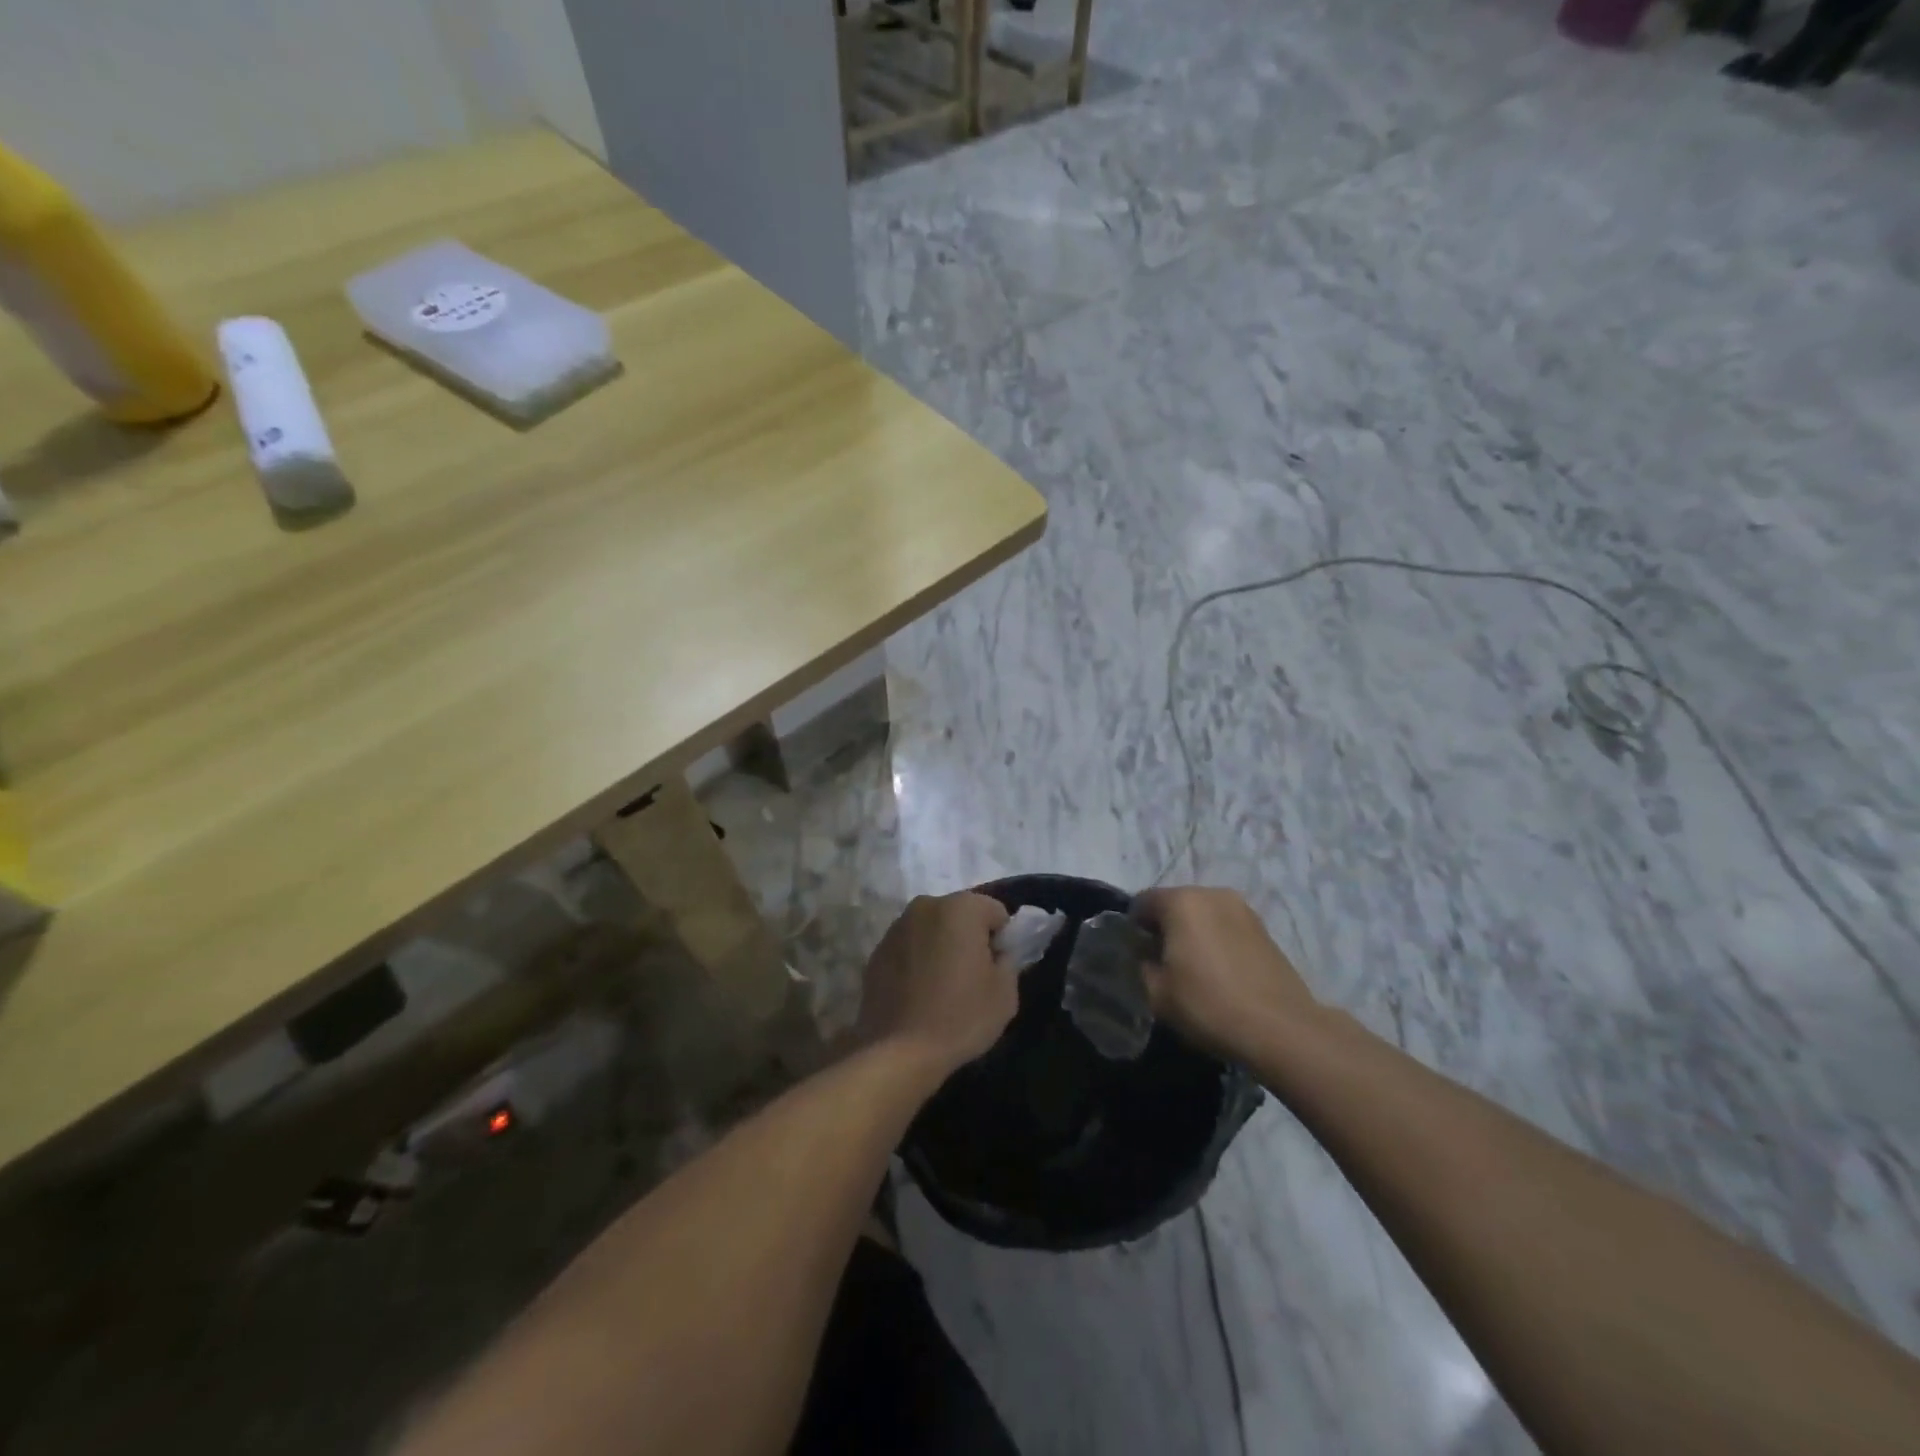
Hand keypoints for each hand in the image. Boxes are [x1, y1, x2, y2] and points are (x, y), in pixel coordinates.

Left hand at [858, 892, 1015, 1073]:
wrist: (899, 1052)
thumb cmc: (961, 1017)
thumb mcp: (1005, 993)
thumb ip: (1009, 960)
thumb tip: (998, 953)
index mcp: (961, 908)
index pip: (995, 912)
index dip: (1002, 939)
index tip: (996, 969)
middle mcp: (926, 906)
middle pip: (960, 915)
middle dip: (969, 938)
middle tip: (972, 977)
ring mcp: (896, 927)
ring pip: (932, 929)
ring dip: (941, 947)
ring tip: (942, 987)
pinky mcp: (877, 951)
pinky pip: (909, 948)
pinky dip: (917, 960)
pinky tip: (919, 993)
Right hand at [1132, 886, 1319, 1061]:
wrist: (1282, 1029)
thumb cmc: (1209, 1005)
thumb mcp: (1156, 993)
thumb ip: (1140, 966)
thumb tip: (1144, 957)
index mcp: (1182, 901)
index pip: (1142, 902)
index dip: (1133, 928)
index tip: (1135, 956)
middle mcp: (1212, 893)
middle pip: (1175, 904)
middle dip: (1165, 928)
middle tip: (1162, 964)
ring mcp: (1243, 909)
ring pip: (1203, 914)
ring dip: (1193, 933)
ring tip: (1193, 970)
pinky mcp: (1264, 929)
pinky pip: (1226, 926)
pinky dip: (1217, 941)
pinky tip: (1220, 972)